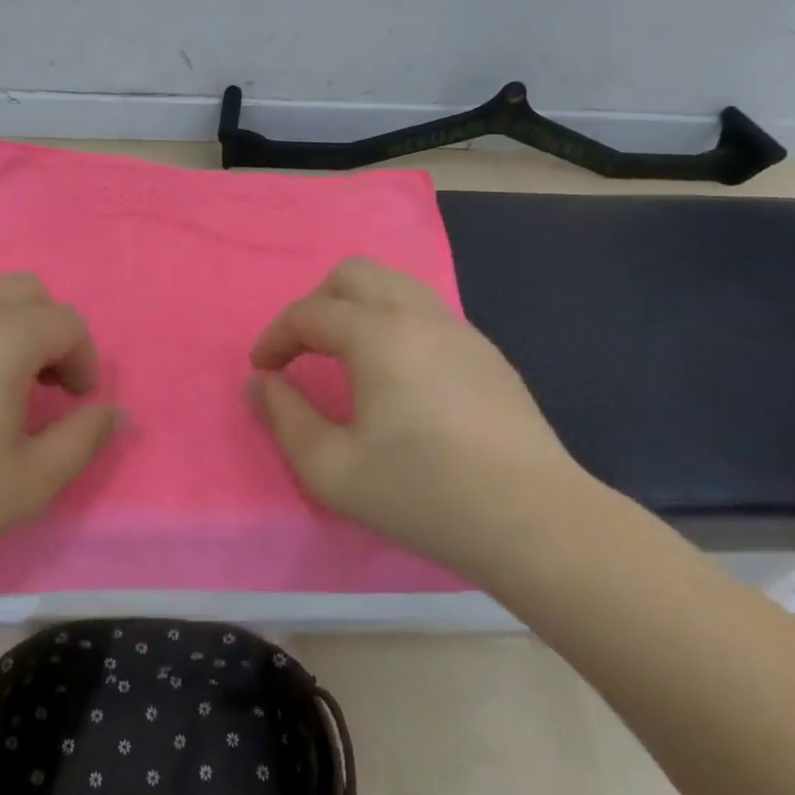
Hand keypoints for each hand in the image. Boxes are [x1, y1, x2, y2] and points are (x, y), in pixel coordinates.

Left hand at [0, 274, 118, 576]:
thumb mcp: (31, 482)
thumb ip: (84, 439)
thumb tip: (116, 413)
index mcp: (5, 336)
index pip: (68, 323)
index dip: (86, 360)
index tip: (77, 403)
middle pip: (28, 292)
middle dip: (50, 331)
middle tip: (46, 386)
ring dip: (8, 334)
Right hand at [249, 258, 593, 565]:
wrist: (534, 519)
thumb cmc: (422, 493)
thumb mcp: (331, 469)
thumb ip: (284, 418)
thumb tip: (260, 383)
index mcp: (378, 335)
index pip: (309, 313)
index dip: (275, 337)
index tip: (262, 371)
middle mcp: (419, 315)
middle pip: (354, 274)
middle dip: (315, 304)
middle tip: (302, 351)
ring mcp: (460, 330)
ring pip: (395, 285)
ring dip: (357, 307)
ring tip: (345, 357)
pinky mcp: (487, 353)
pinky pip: (426, 311)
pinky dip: (393, 322)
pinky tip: (397, 376)